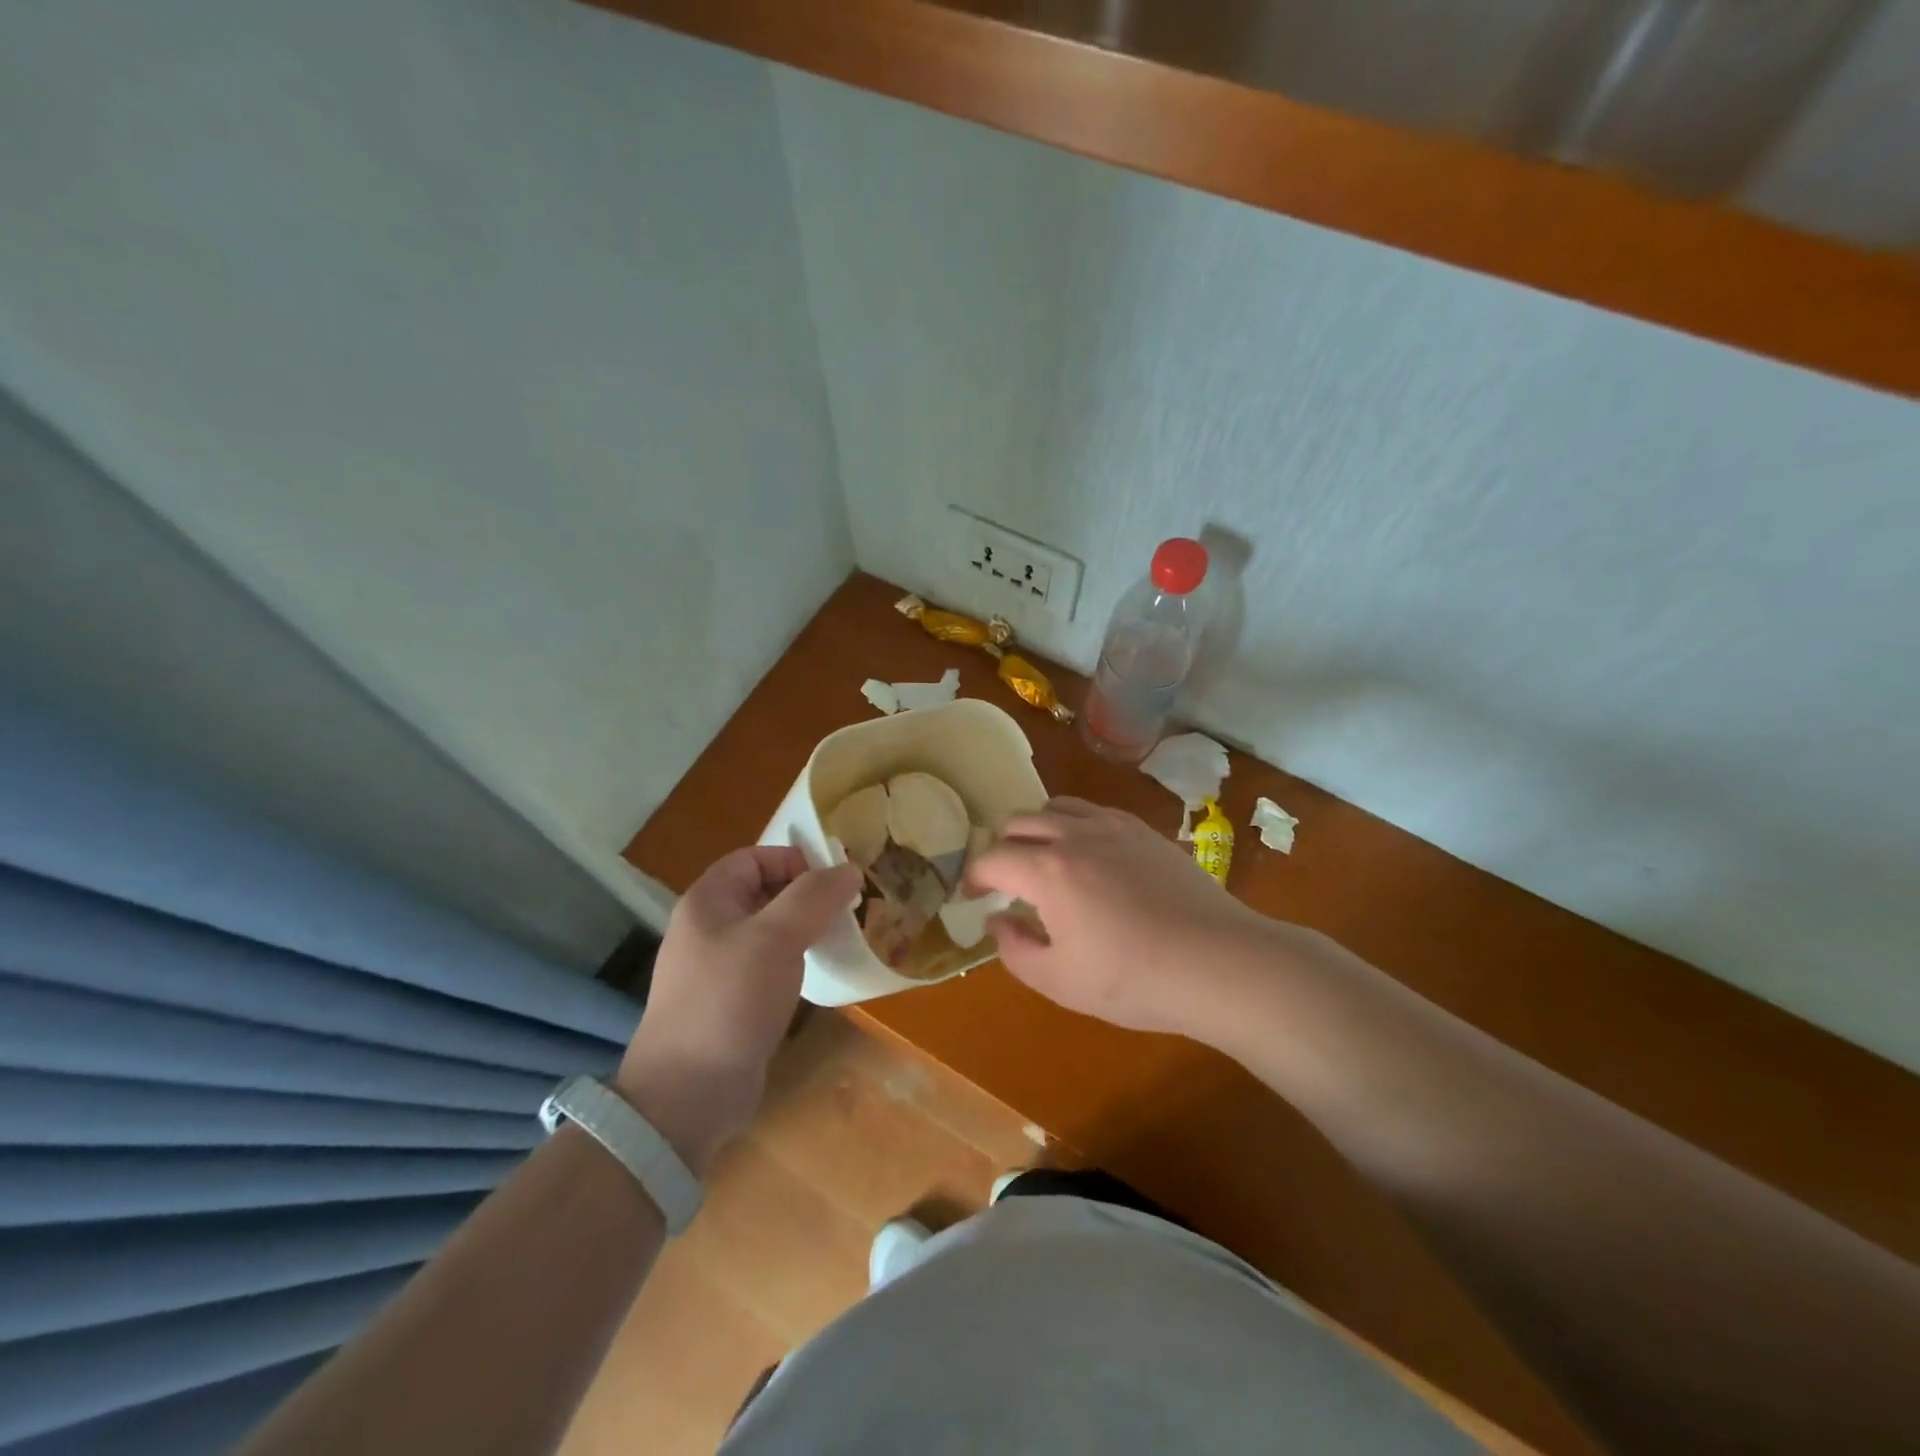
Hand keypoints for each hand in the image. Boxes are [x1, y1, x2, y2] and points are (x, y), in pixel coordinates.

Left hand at [617, 847, 858, 1172]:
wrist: (687, 1094)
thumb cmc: (729, 1000)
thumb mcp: (776, 938)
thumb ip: (814, 897)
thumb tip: (850, 868)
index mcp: (709, 901)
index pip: (755, 858)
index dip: (795, 861)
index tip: (835, 882)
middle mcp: (709, 927)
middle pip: (764, 891)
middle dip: (807, 895)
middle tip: (848, 908)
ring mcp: (718, 966)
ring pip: (770, 930)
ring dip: (805, 928)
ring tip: (842, 937)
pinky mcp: (731, 1001)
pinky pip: (768, 964)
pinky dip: (795, 960)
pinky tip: (819, 973)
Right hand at [965, 798, 1270, 1035]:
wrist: (1219, 963)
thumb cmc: (1133, 979)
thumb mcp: (1059, 981)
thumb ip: (1014, 949)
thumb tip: (998, 920)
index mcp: (1047, 870)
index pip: (992, 858)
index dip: (973, 876)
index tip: (972, 897)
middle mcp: (1075, 835)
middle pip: (1019, 821)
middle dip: (1002, 848)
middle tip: (1006, 881)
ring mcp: (1114, 827)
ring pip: (1057, 806)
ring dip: (1037, 829)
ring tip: (1045, 860)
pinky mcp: (1145, 831)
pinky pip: (1094, 812)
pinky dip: (1075, 825)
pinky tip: (1090, 856)